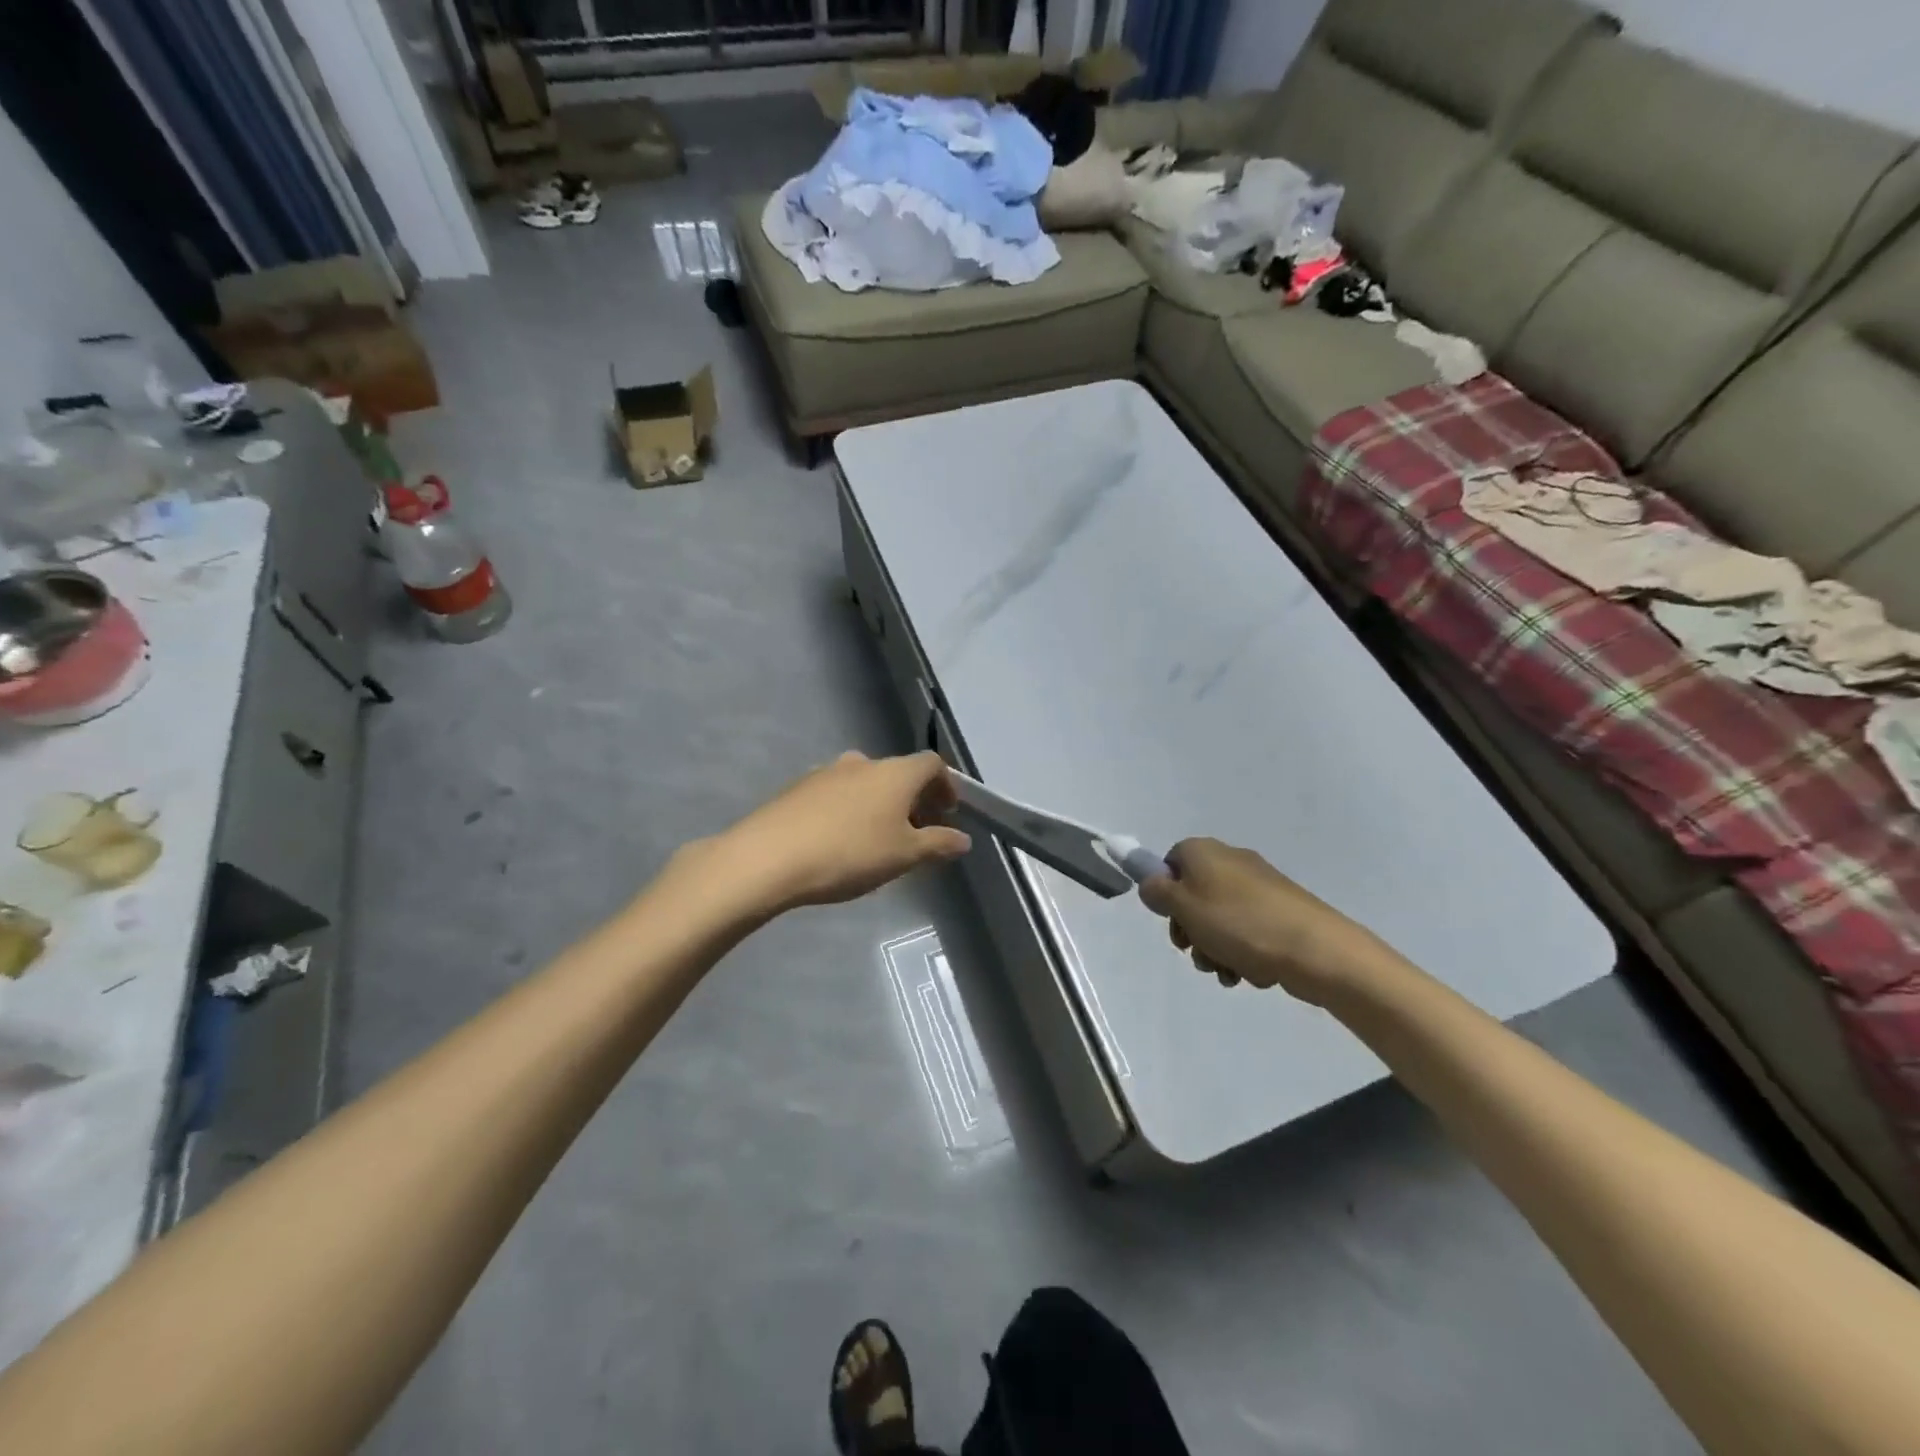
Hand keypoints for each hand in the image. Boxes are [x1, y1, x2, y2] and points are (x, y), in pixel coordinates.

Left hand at [710, 751, 971, 912]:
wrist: (768, 857)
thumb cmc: (850, 853)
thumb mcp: (903, 856)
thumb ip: (937, 845)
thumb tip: (963, 839)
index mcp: (895, 773)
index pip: (932, 764)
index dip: (945, 785)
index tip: (947, 812)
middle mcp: (863, 763)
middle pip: (898, 773)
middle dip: (913, 799)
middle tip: (917, 831)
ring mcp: (826, 772)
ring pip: (865, 782)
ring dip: (880, 804)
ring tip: (879, 838)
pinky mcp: (797, 788)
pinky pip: (837, 793)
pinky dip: (850, 809)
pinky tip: (841, 840)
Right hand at [1137, 838, 1383, 1003]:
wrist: (1315, 949)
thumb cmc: (1239, 923)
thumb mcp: (1183, 907)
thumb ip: (1157, 892)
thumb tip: (1152, 884)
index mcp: (1204, 851)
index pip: (1170, 863)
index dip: (1165, 893)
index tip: (1170, 920)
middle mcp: (1231, 861)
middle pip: (1194, 894)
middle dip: (1190, 928)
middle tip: (1194, 951)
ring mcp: (1259, 887)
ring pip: (1219, 918)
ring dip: (1214, 947)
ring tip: (1225, 971)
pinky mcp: (1281, 912)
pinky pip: (1247, 931)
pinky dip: (1241, 952)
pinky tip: (1247, 973)